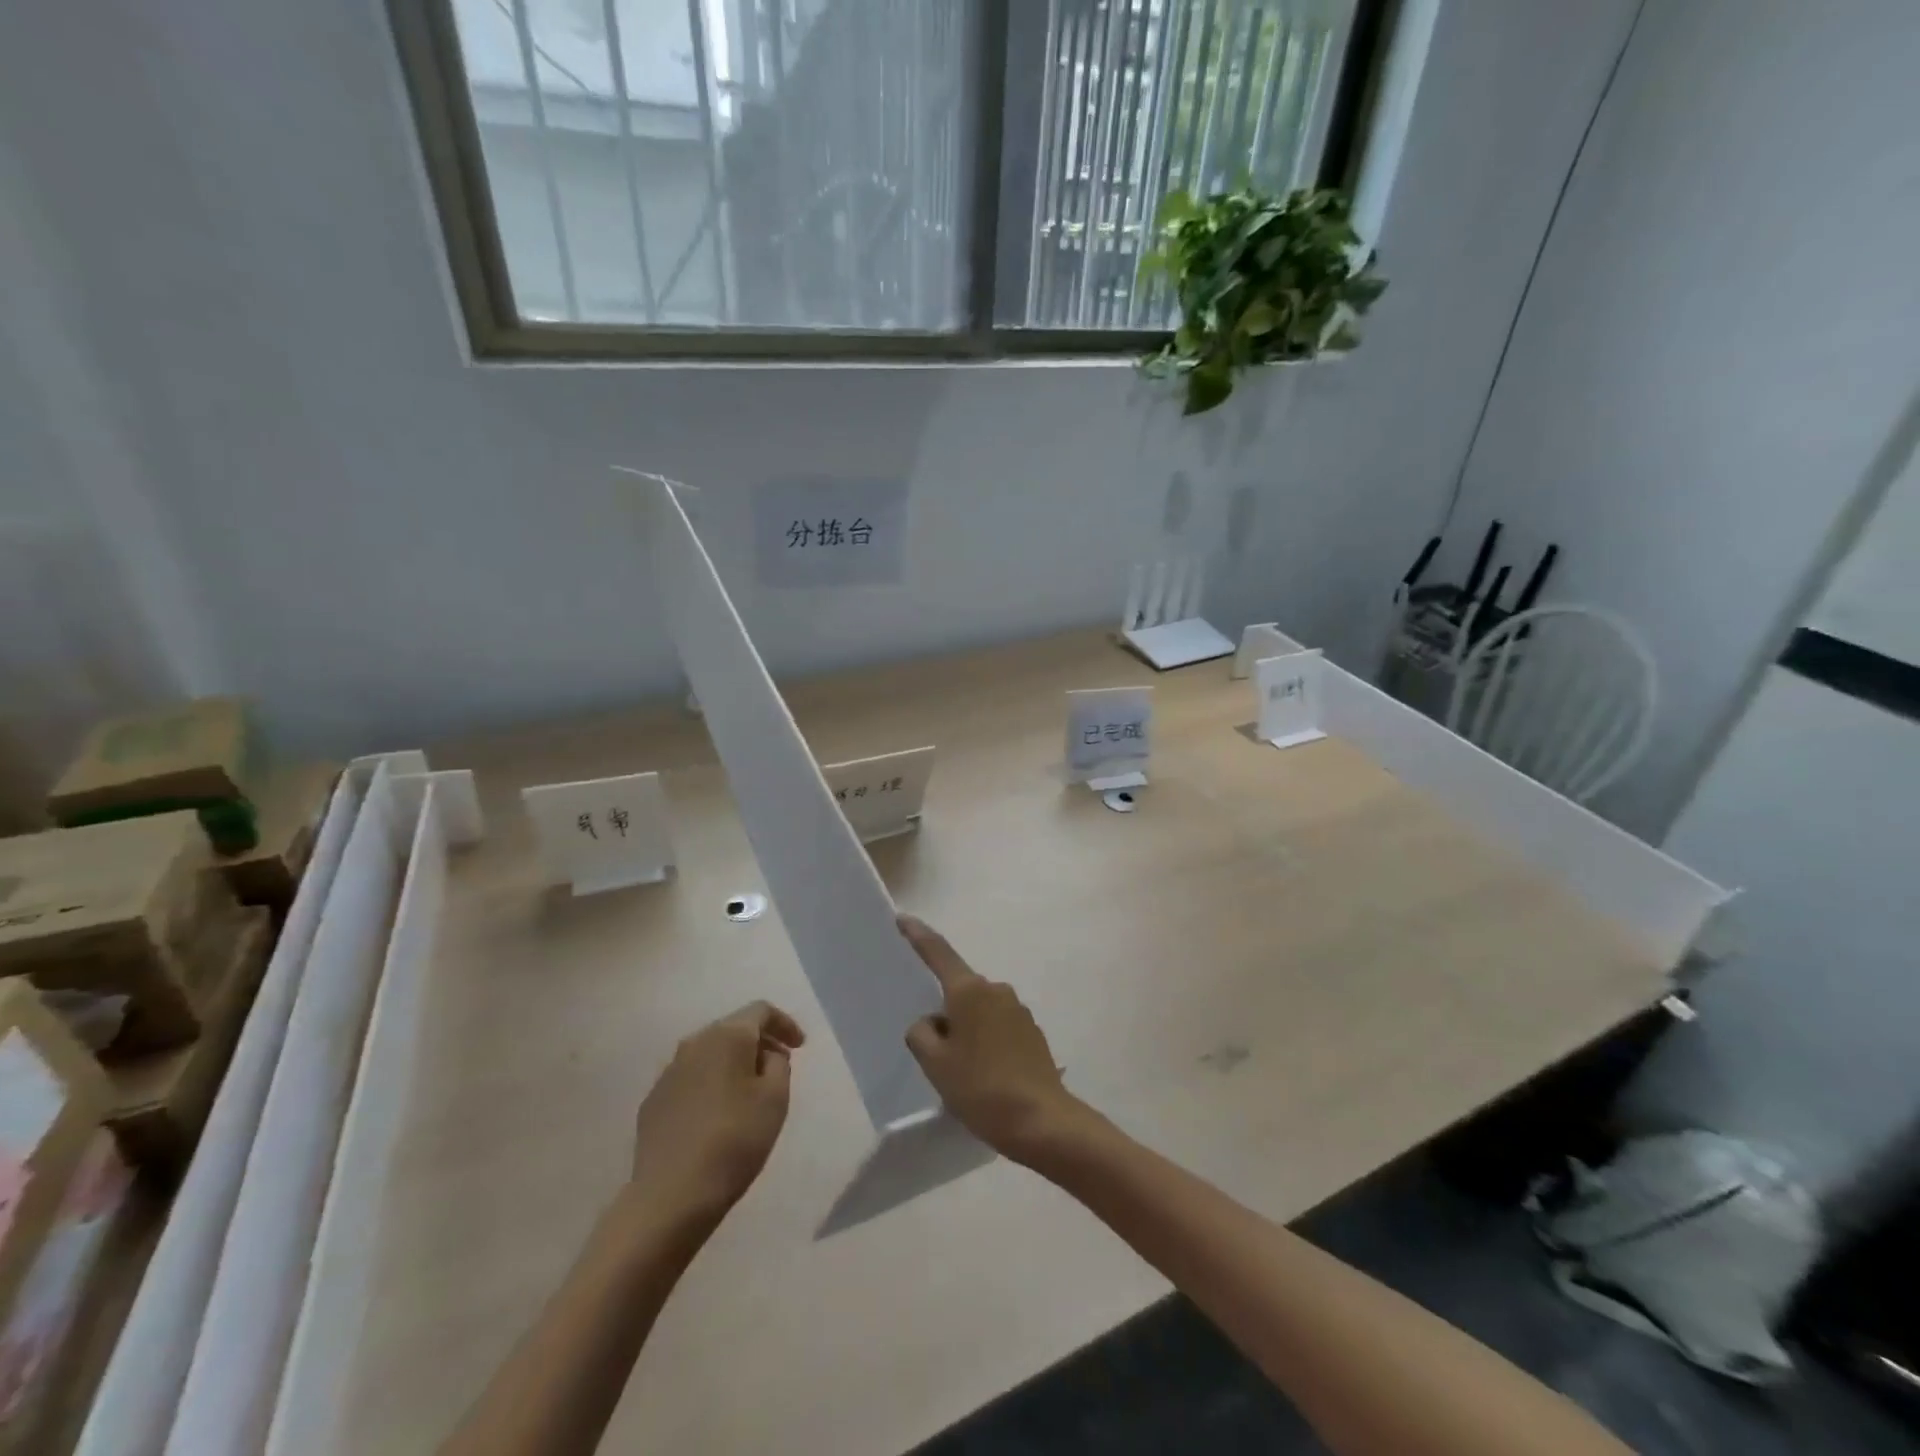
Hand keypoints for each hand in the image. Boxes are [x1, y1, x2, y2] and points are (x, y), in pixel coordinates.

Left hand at [627, 1001, 804, 1223]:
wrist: (670, 1196)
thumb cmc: (734, 1140)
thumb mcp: (775, 1098)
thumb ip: (778, 1064)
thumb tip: (765, 1055)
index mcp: (727, 1035)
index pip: (761, 1011)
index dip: (785, 1023)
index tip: (800, 1047)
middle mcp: (694, 1043)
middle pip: (733, 1029)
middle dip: (759, 1043)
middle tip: (779, 1067)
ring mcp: (668, 1072)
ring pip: (710, 1054)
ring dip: (733, 1064)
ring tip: (749, 1092)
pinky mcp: (653, 1102)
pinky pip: (691, 1079)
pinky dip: (710, 1085)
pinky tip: (717, 1114)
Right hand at [899, 915, 1088, 1163]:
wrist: (1042, 1121)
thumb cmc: (981, 1089)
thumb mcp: (936, 1065)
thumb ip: (922, 1034)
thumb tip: (931, 1022)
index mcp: (969, 991)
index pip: (938, 953)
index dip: (918, 936)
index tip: (903, 919)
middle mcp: (996, 990)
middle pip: (959, 990)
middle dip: (944, 1012)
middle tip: (935, 1052)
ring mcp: (1018, 1009)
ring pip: (978, 1011)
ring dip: (966, 1030)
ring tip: (962, 1073)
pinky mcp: (1032, 1031)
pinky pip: (997, 1026)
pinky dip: (985, 1042)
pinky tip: (985, 1076)